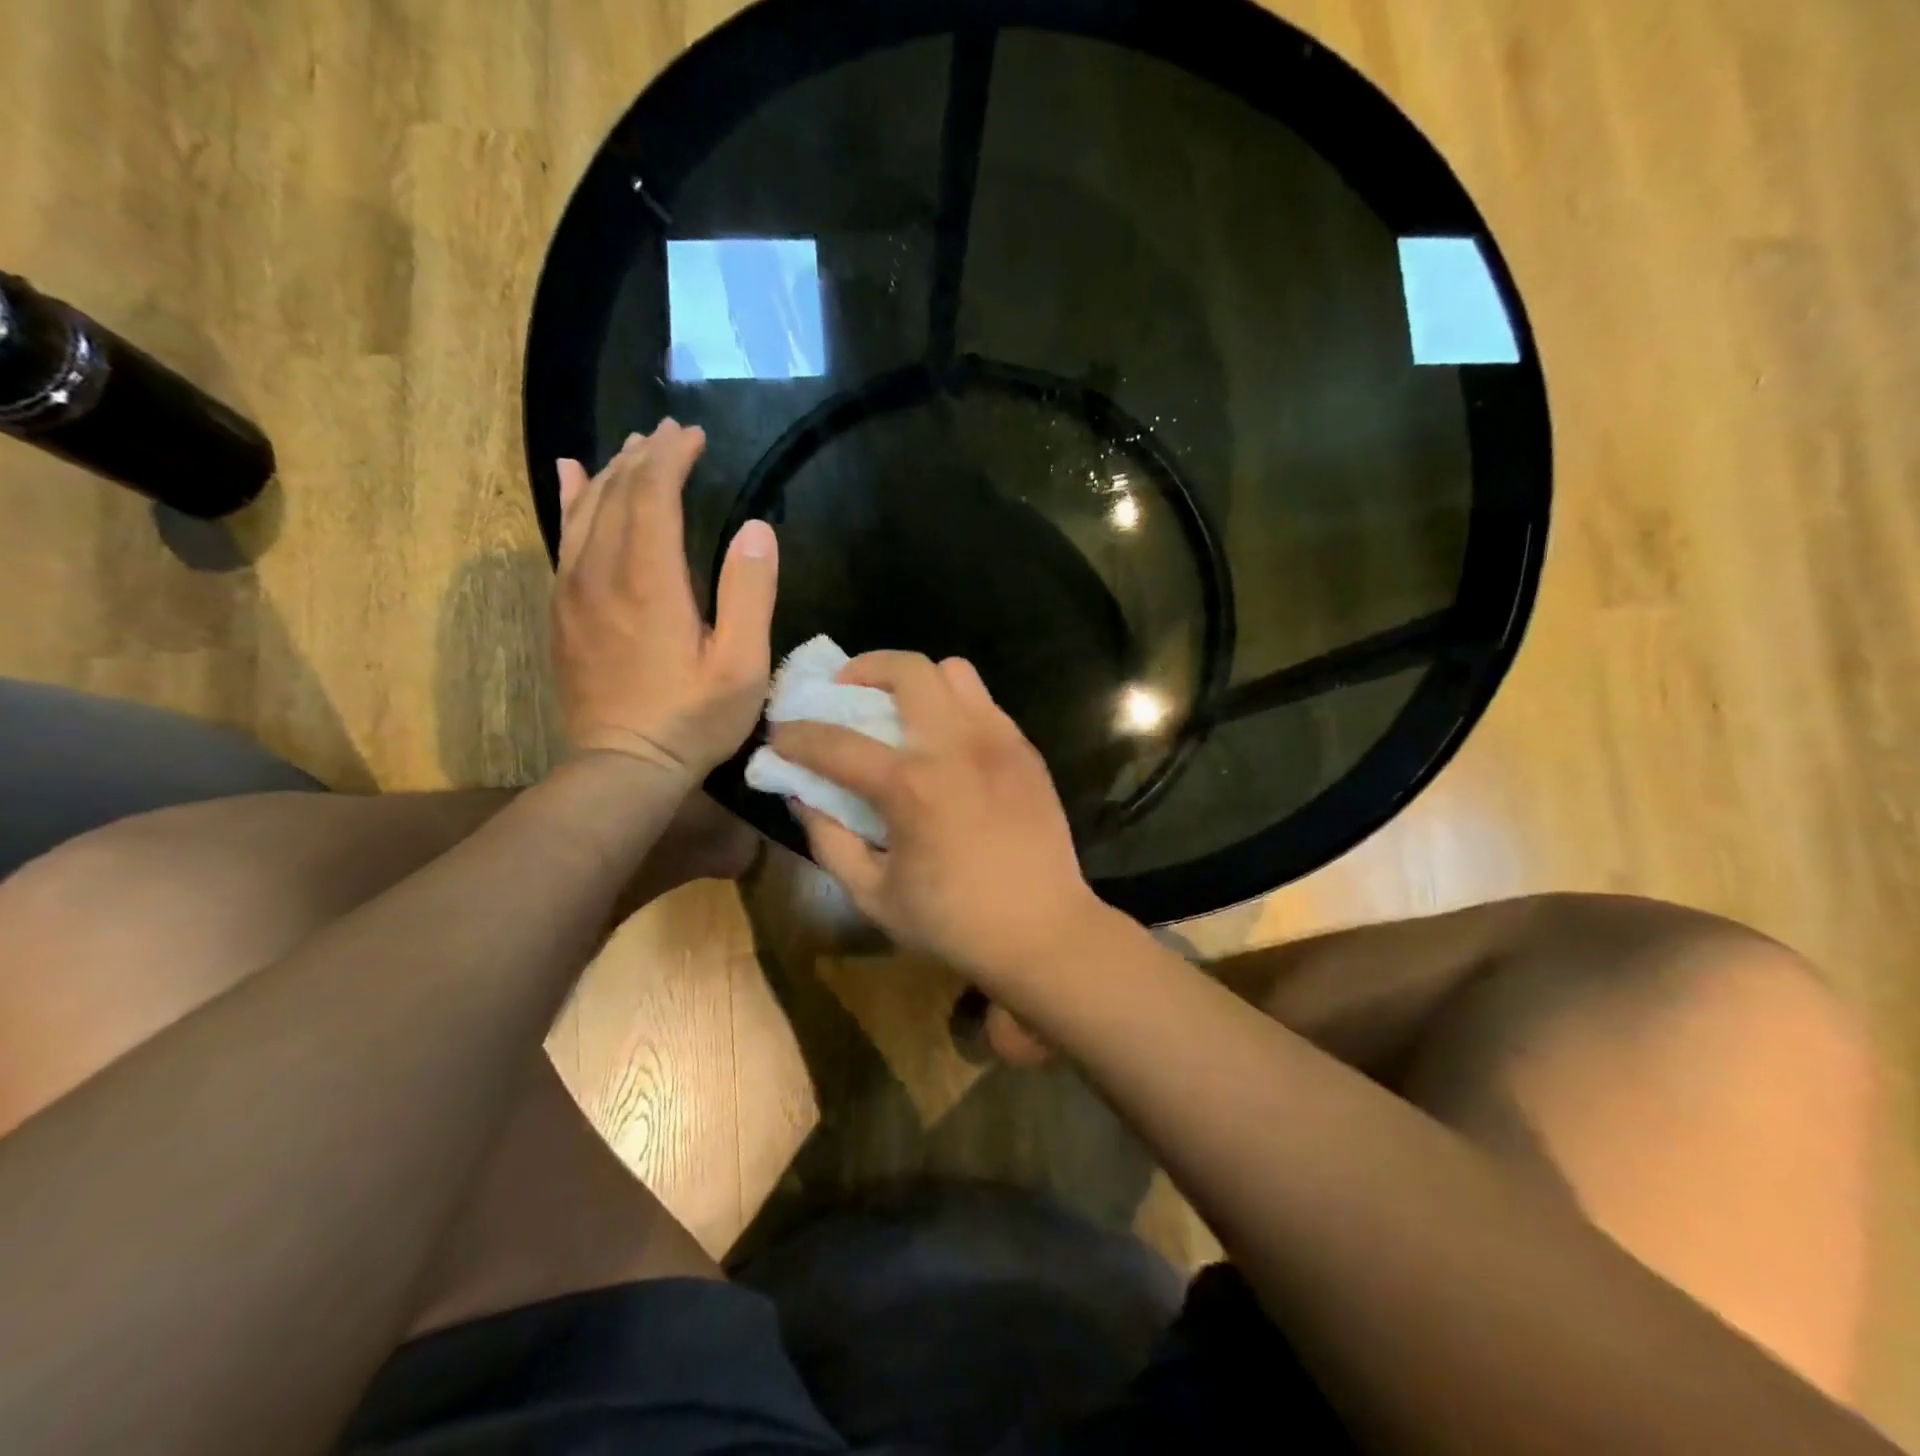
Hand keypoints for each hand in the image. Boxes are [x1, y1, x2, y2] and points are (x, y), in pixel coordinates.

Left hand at [552, 422, 777, 780]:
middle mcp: (602, 572)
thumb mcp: (742, 664)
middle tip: (671, 434)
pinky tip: (573, 479)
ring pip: (585, 510)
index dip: (672, 457)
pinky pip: (562, 538)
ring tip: (632, 448)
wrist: (623, 765)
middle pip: (615, 493)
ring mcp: (573, 590)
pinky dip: (571, 500)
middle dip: (644, 456)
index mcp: (649, 580)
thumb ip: (750, 594)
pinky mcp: (562, 610)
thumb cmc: (693, 718)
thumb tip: (756, 529)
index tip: (695, 435)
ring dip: (610, 472)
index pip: (652, 493)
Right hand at [770, 652, 1106, 983]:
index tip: (780, 736)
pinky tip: (946, 745)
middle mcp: (956, 745)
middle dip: (863, 669)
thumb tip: (803, 797)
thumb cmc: (954, 923)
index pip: (837, 742)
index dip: (797, 736)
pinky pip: (984, 703)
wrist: (1044, 931)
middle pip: (907, 669)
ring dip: (917, 681)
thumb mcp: (873, 896)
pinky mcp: (1026, 750)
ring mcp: (998, 741)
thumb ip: (830, 841)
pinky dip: (954, 707)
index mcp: (912, 786)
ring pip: (955, 673)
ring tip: (901, 711)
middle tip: (846, 692)